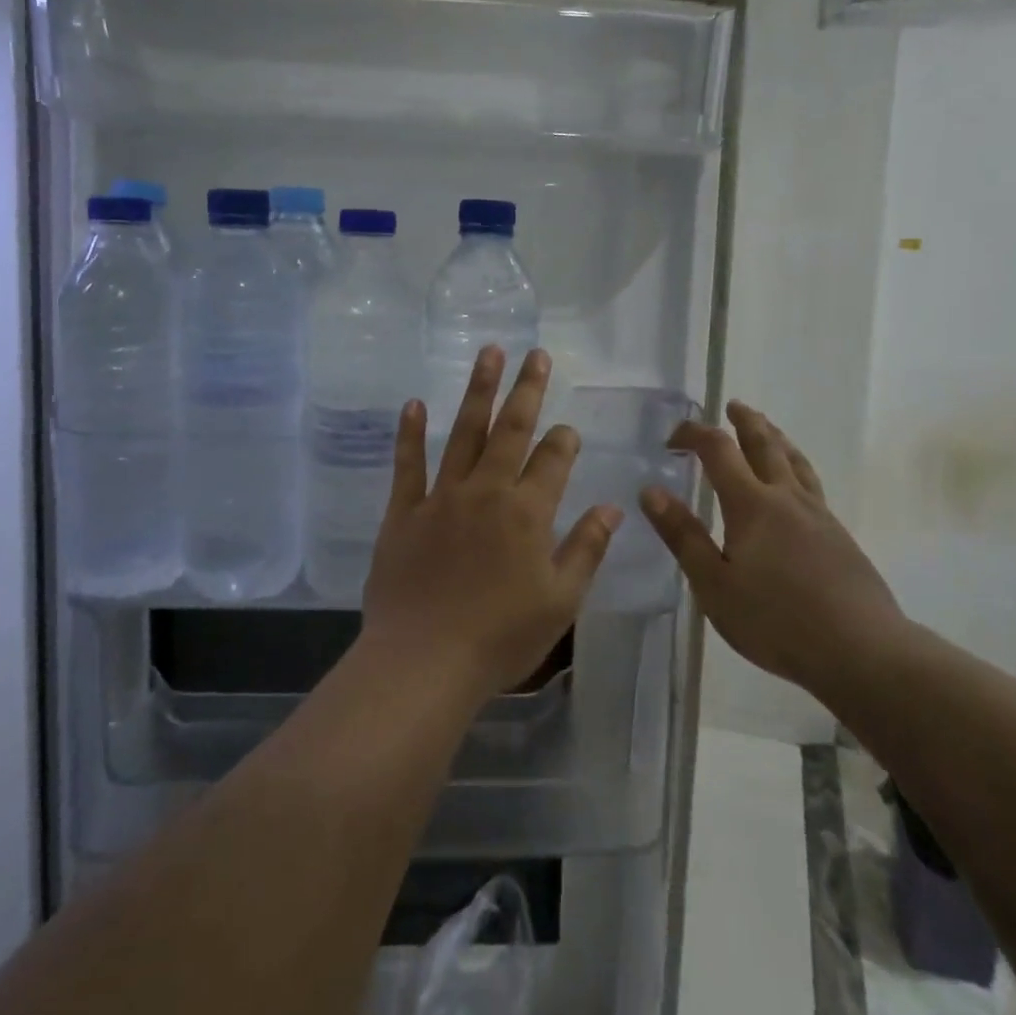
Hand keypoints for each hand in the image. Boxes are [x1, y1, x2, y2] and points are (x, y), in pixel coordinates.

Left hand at [361, 347, 622, 705]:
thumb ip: (586, 549)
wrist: (424, 661)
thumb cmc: (500, 637)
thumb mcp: (560, 601)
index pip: (553, 460)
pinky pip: (407, 464)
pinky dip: (410, 433)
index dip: (564, 440)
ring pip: (464, 433)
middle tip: (535, 354)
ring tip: (488, 353)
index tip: (567, 430)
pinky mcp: (403, 511)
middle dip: (526, 390)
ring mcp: (441, 497)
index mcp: (527, 512)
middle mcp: (486, 491)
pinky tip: (413, 404)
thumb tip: (613, 507)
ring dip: (478, 391)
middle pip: (511, 430)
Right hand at [640, 402, 907, 701]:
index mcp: (752, 504)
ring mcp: (819, 514)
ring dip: (775, 437)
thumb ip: (683, 535)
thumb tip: (651, 491)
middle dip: (745, 421)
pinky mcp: (839, 535)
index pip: (719, 450)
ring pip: (795, 460)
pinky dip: (795, 466)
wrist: (861, 650)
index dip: (695, 434)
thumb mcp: (714, 584)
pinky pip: (811, 483)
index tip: (673, 438)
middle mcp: (786, 497)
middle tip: (732, 406)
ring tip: (766, 428)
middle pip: (765, 443)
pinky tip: (795, 484)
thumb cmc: (775, 620)